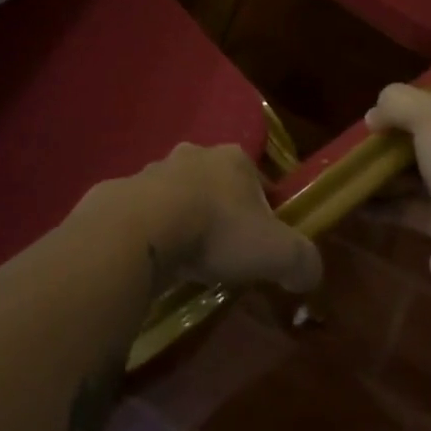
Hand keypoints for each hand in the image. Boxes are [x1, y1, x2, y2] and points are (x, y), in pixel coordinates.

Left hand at [125, 144, 322, 293]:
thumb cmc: (218, 232)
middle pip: (217, 184)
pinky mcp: (122, 191)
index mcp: (234, 159)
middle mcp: (195, 155)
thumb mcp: (278, 253)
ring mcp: (154, 169)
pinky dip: (152, 231)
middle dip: (222, 212)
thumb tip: (308, 275)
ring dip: (184, 219)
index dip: (266, 211)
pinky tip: (156, 257)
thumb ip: (304, 262)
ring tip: (187, 258)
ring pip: (178, 195)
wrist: (143, 229)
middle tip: (224, 251)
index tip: (264, 243)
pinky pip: (145, 213)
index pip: (260, 181)